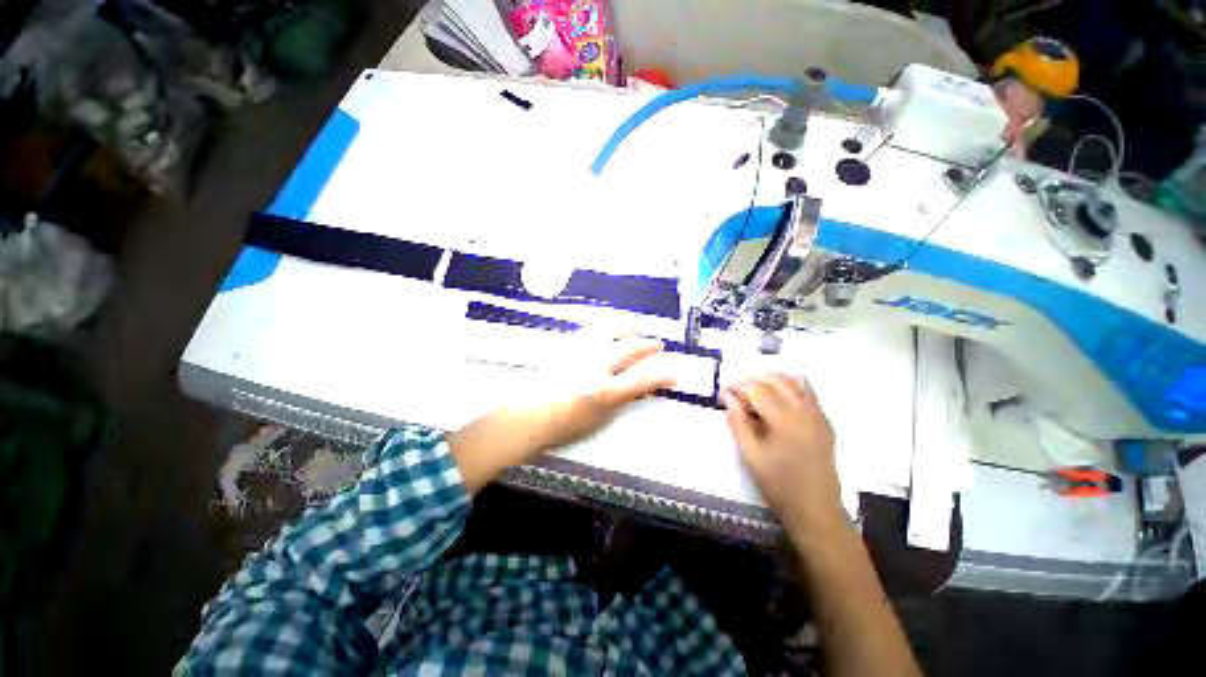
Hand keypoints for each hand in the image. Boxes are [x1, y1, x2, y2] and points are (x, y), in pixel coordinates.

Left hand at [448, 337, 673, 492]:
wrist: (525, 416)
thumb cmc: (561, 425)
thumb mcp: (596, 420)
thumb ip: (617, 401)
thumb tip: (632, 388)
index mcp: (602, 391)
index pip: (640, 381)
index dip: (661, 377)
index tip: (675, 374)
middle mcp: (593, 367)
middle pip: (627, 350)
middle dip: (646, 346)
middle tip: (658, 344)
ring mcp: (578, 354)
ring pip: (607, 333)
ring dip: (625, 328)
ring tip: (636, 323)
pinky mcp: (565, 347)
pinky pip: (587, 330)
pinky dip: (601, 324)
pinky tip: (606, 321)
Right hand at [721, 374, 844, 536]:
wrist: (816, 510)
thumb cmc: (778, 485)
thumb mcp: (750, 455)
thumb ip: (737, 422)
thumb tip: (728, 397)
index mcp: (785, 420)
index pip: (758, 389)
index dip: (738, 386)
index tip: (724, 392)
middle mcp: (805, 411)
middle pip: (777, 379)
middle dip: (754, 381)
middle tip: (738, 395)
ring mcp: (818, 415)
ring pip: (795, 381)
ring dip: (773, 382)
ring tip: (757, 397)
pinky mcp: (825, 422)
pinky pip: (808, 393)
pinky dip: (790, 389)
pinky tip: (777, 405)